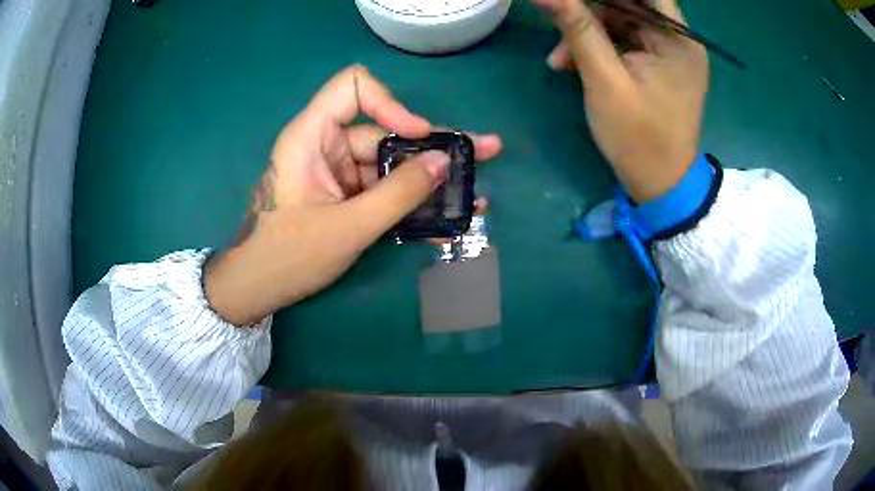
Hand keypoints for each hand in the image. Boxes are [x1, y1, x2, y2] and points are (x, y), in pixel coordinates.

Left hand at [205, 65, 501, 325]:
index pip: (354, 88)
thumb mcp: (349, 227)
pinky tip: (445, 220)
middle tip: (485, 151)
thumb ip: (399, 194)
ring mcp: (339, 171)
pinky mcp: (346, 194)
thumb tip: (445, 162)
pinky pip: (385, 189)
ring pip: (392, 164)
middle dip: (435, 148)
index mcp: (312, 137)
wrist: (260, 288)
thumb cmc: (289, 256)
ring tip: (474, 197)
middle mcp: (327, 145)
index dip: (391, 103)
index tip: (418, 135)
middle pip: (387, 131)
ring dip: (430, 182)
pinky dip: (411, 202)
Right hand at [535, 0, 707, 202]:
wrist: (660, 185)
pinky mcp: (656, 65)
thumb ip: (578, 29)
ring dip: (586, 32)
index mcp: (677, 39)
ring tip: (558, 58)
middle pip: (629, 3)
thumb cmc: (639, 139)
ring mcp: (667, 52)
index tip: (577, 3)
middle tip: (557, 22)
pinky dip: (596, 48)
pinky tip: (571, 64)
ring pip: (620, 20)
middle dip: (588, 10)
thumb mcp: (605, 81)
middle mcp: (677, 38)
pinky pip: (622, 41)